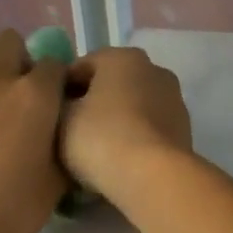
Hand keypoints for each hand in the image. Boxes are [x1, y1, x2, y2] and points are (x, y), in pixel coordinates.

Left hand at [0, 30, 67, 232]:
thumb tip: (58, 135)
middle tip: (26, 93)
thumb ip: (61, 144)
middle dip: (19, 59)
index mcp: (34, 94)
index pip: (55, 63)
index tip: (62, 101)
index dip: (60, 80)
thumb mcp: (57, 177)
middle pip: (7, 43)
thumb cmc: (12, 205)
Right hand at [60, 47, 193, 201]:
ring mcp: (174, 99)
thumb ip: (57, 102)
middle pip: (110, 85)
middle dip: (90, 104)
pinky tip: (119, 159)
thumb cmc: (101, 137)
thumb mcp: (61, 117)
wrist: (153, 175)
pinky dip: (134, 137)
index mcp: (123, 56)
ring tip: (93, 152)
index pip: (80, 67)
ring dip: (114, 121)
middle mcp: (154, 69)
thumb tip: (65, 103)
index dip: (59, 91)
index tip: (48, 117)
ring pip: (132, 107)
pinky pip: (148, 127)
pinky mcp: (184, 128)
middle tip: (67, 134)